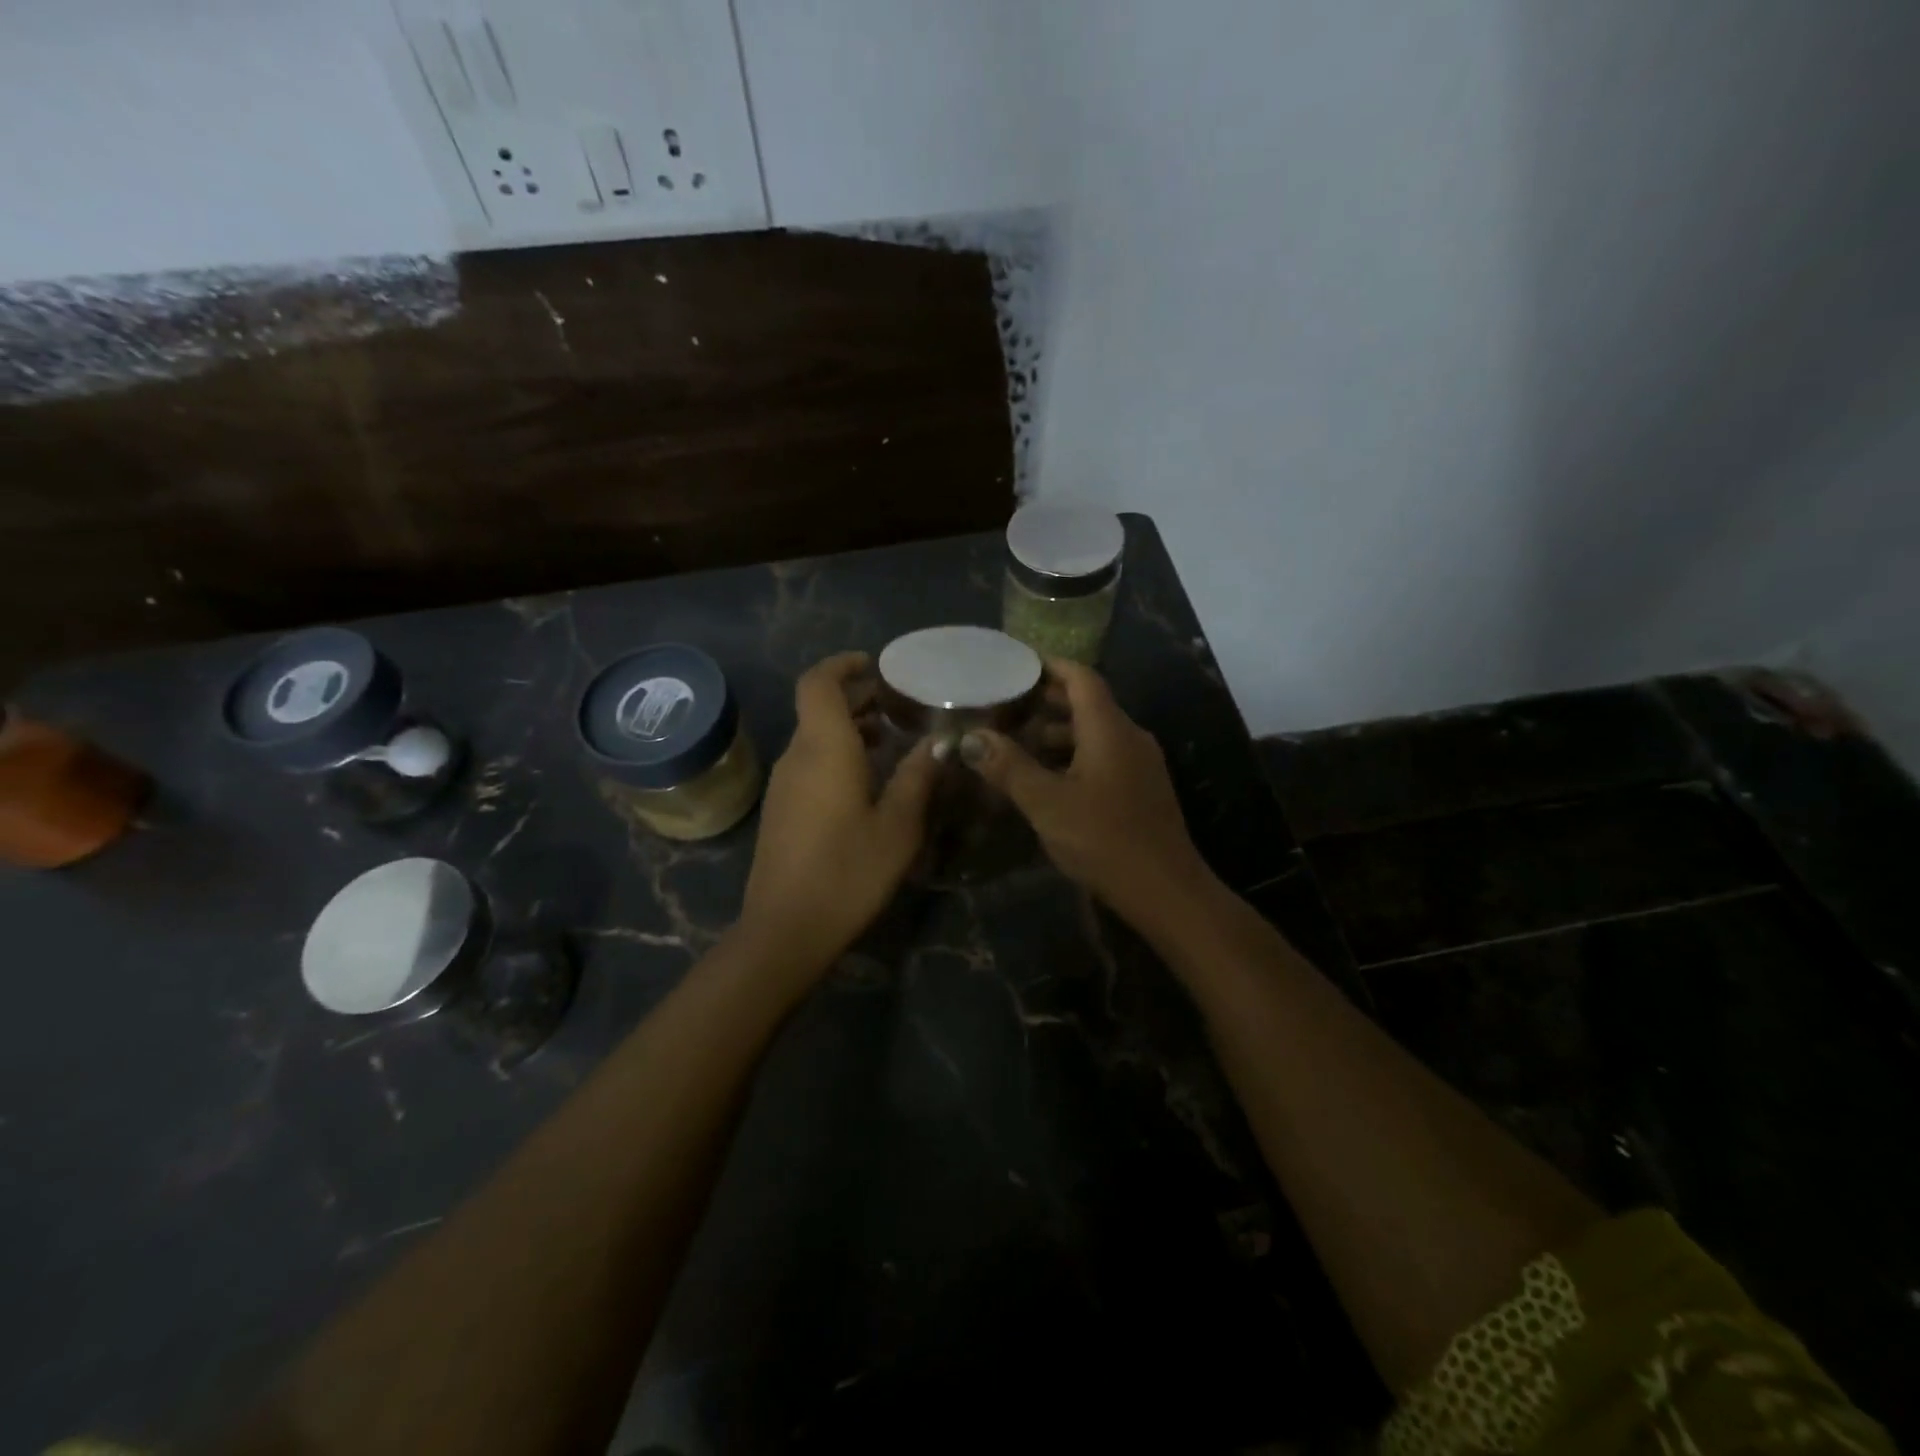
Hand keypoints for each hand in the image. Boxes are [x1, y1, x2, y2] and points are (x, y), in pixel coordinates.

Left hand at [739, 652, 938, 972]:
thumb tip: (940, 744)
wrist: (785, 929)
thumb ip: (918, 777)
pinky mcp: (781, 809)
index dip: (843, 665)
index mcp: (824, 748)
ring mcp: (783, 784)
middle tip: (898, 704)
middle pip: (817, 707)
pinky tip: (867, 781)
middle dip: (855, 697)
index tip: (875, 665)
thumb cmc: (847, 871)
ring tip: (891, 740)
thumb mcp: (898, 826)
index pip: (818, 683)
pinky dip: (837, 755)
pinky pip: (809, 764)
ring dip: (848, 728)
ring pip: (814, 737)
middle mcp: (797, 756)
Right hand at [960, 660, 1215, 928]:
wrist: (1165, 891)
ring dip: (1057, 732)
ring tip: (1016, 741)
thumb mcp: (1046, 803)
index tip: (1015, 663)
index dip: (1049, 665)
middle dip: (1046, 700)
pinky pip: (1103, 756)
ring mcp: (1139, 764)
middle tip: (1004, 703)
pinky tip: (1046, 777)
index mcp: (1110, 729)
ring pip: (1094, 733)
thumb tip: (971, 738)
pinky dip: (1072, 755)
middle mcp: (1129, 736)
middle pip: (1088, 703)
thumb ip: (1008, 767)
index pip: (1081, 677)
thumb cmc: (1104, 839)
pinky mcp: (1141, 789)